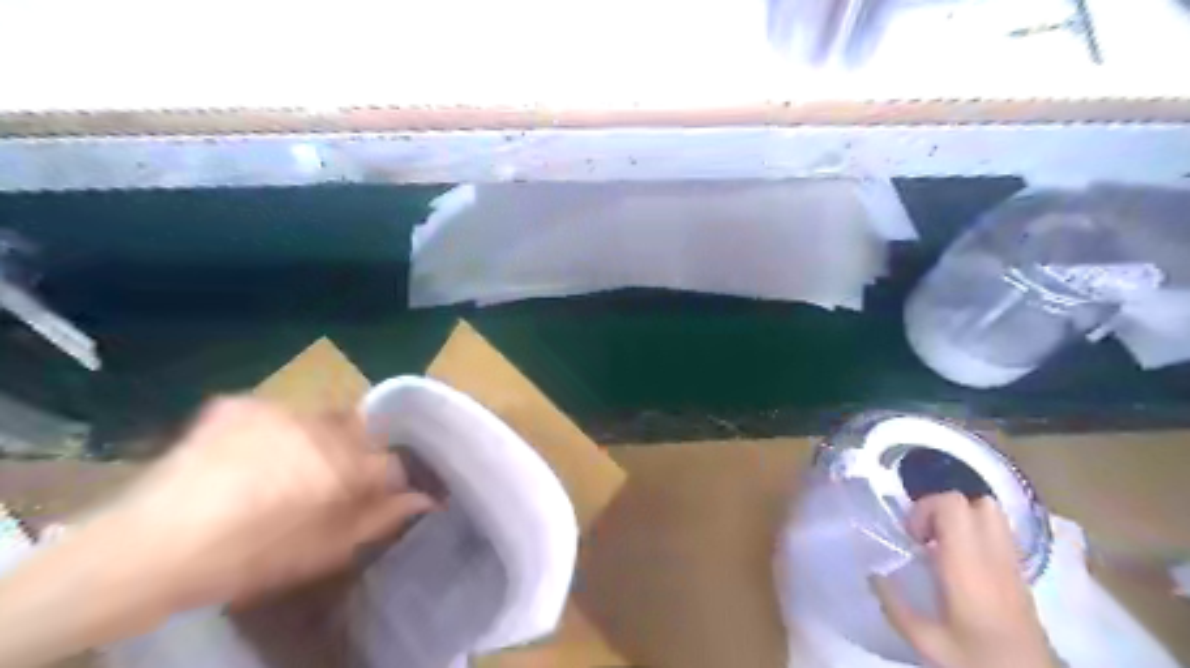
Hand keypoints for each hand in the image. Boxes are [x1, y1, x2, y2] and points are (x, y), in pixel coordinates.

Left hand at [88, 398, 436, 614]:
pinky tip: (249, 457)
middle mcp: (321, 426)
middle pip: (361, 431)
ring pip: (320, 418)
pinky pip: (276, 411)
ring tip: (285, 471)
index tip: (375, 495)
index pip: (393, 461)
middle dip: (354, 453)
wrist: (148, 547)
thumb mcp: (324, 550)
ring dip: (316, 440)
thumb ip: (381, 518)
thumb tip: (425, 498)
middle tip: (328, 484)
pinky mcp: (241, 403)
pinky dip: (274, 430)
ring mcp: (278, 408)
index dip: (388, 480)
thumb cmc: (249, 557)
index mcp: (344, 465)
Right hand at [871, 491, 1054, 667]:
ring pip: (990, 512)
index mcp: (968, 563)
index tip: (912, 537)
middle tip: (924, 537)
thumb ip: (895, 606)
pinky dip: (975, 534)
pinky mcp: (1020, 574)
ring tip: (942, 546)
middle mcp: (993, 554)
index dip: (925, 509)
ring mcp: (1011, 562)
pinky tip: (961, 563)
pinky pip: (998, 533)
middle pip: (973, 501)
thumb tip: (872, 575)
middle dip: (941, 510)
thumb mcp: (927, 641)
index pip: (952, 504)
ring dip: (961, 518)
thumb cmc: (978, 659)